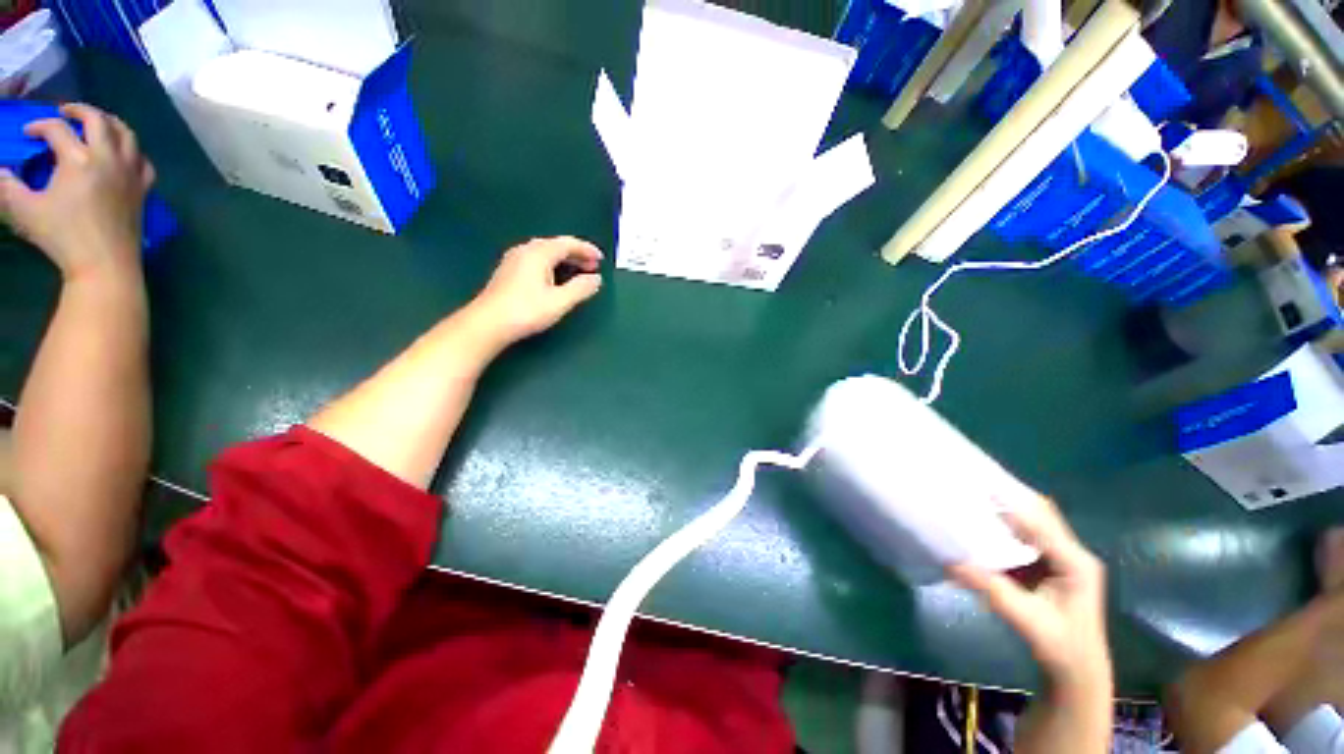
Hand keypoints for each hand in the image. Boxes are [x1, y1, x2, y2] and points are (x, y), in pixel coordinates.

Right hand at [0, 103, 154, 280]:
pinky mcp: (143, 189)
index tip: (27, 133)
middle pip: (98, 120)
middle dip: (80, 110)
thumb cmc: (62, 237)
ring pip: (127, 134)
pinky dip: (132, 150)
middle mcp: (108, 158)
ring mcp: (130, 172)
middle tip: (66, 111)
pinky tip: (123, 153)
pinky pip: (143, 161)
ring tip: (96, 122)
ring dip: (110, 123)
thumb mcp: (24, 210)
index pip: (57, 129)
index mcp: (78, 158)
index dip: (39, 126)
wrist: (104, 264)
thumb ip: (6, 187)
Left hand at [468, 236, 603, 345]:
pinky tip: (555, 277)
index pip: (568, 244)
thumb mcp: (559, 301)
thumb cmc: (526, 311)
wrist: (488, 323)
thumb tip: (596, 279)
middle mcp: (525, 250)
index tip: (601, 259)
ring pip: (545, 253)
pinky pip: (536, 260)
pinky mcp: (508, 272)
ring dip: (564, 260)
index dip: (586, 249)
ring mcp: (514, 260)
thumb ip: (581, 288)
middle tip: (593, 266)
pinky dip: (552, 264)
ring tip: (578, 271)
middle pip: (556, 245)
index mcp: (539, 253)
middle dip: (576, 254)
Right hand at [948, 496, 1110, 694]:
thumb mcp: (1026, 619)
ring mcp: (1063, 559)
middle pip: (1042, 515)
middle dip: (1009, 498)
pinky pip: (1028, 537)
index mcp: (1075, 563)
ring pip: (1035, 523)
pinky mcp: (1051, 566)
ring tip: (975, 497)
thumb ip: (991, 589)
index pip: (1042, 523)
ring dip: (1007, 510)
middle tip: (974, 484)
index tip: (980, 485)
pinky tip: (984, 524)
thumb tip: (950, 561)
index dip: (1013, 504)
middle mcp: (1072, 554)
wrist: (1077, 672)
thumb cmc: (1060, 646)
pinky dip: (1006, 527)